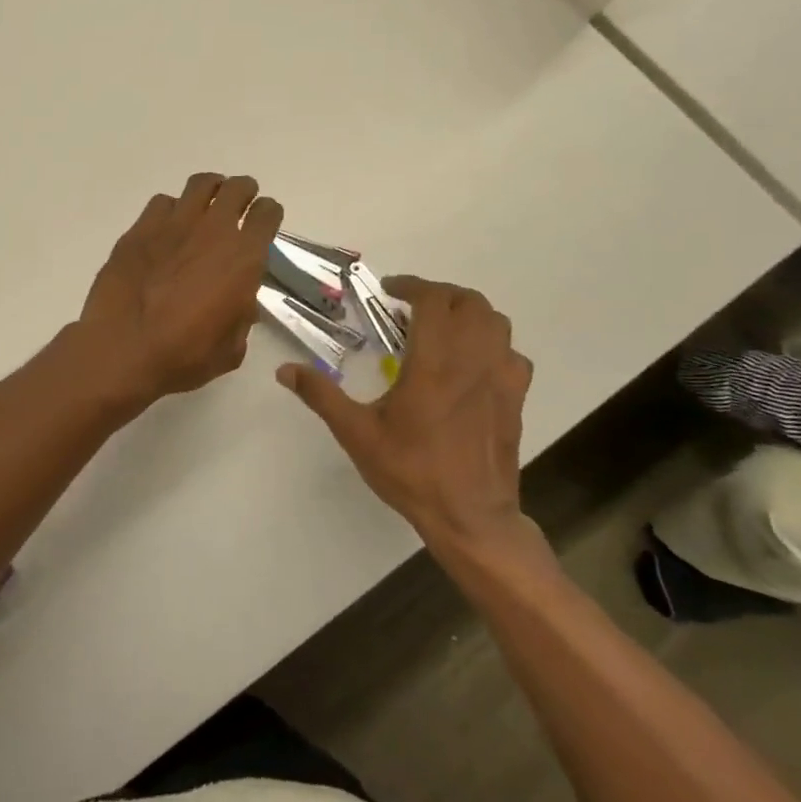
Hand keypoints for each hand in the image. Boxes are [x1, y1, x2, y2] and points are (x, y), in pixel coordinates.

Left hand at [77, 172, 281, 406]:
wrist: (123, 348)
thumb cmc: (184, 355)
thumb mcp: (231, 348)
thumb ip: (242, 317)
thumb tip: (240, 304)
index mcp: (244, 257)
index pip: (268, 213)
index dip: (268, 215)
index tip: (263, 222)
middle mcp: (213, 230)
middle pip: (236, 188)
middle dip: (243, 193)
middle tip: (239, 205)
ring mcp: (174, 224)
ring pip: (200, 184)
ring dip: (210, 190)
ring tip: (206, 205)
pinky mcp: (140, 229)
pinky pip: (162, 202)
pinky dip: (171, 209)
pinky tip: (167, 227)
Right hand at [278, 276, 537, 561]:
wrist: (470, 516)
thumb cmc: (411, 471)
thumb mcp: (357, 434)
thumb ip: (321, 395)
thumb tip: (284, 369)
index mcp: (433, 363)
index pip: (433, 300)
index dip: (411, 285)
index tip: (389, 290)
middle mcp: (472, 360)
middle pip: (469, 302)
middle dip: (440, 294)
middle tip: (411, 307)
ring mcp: (501, 378)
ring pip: (496, 322)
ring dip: (468, 313)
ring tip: (442, 327)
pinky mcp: (516, 398)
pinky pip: (512, 353)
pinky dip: (492, 344)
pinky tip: (472, 363)